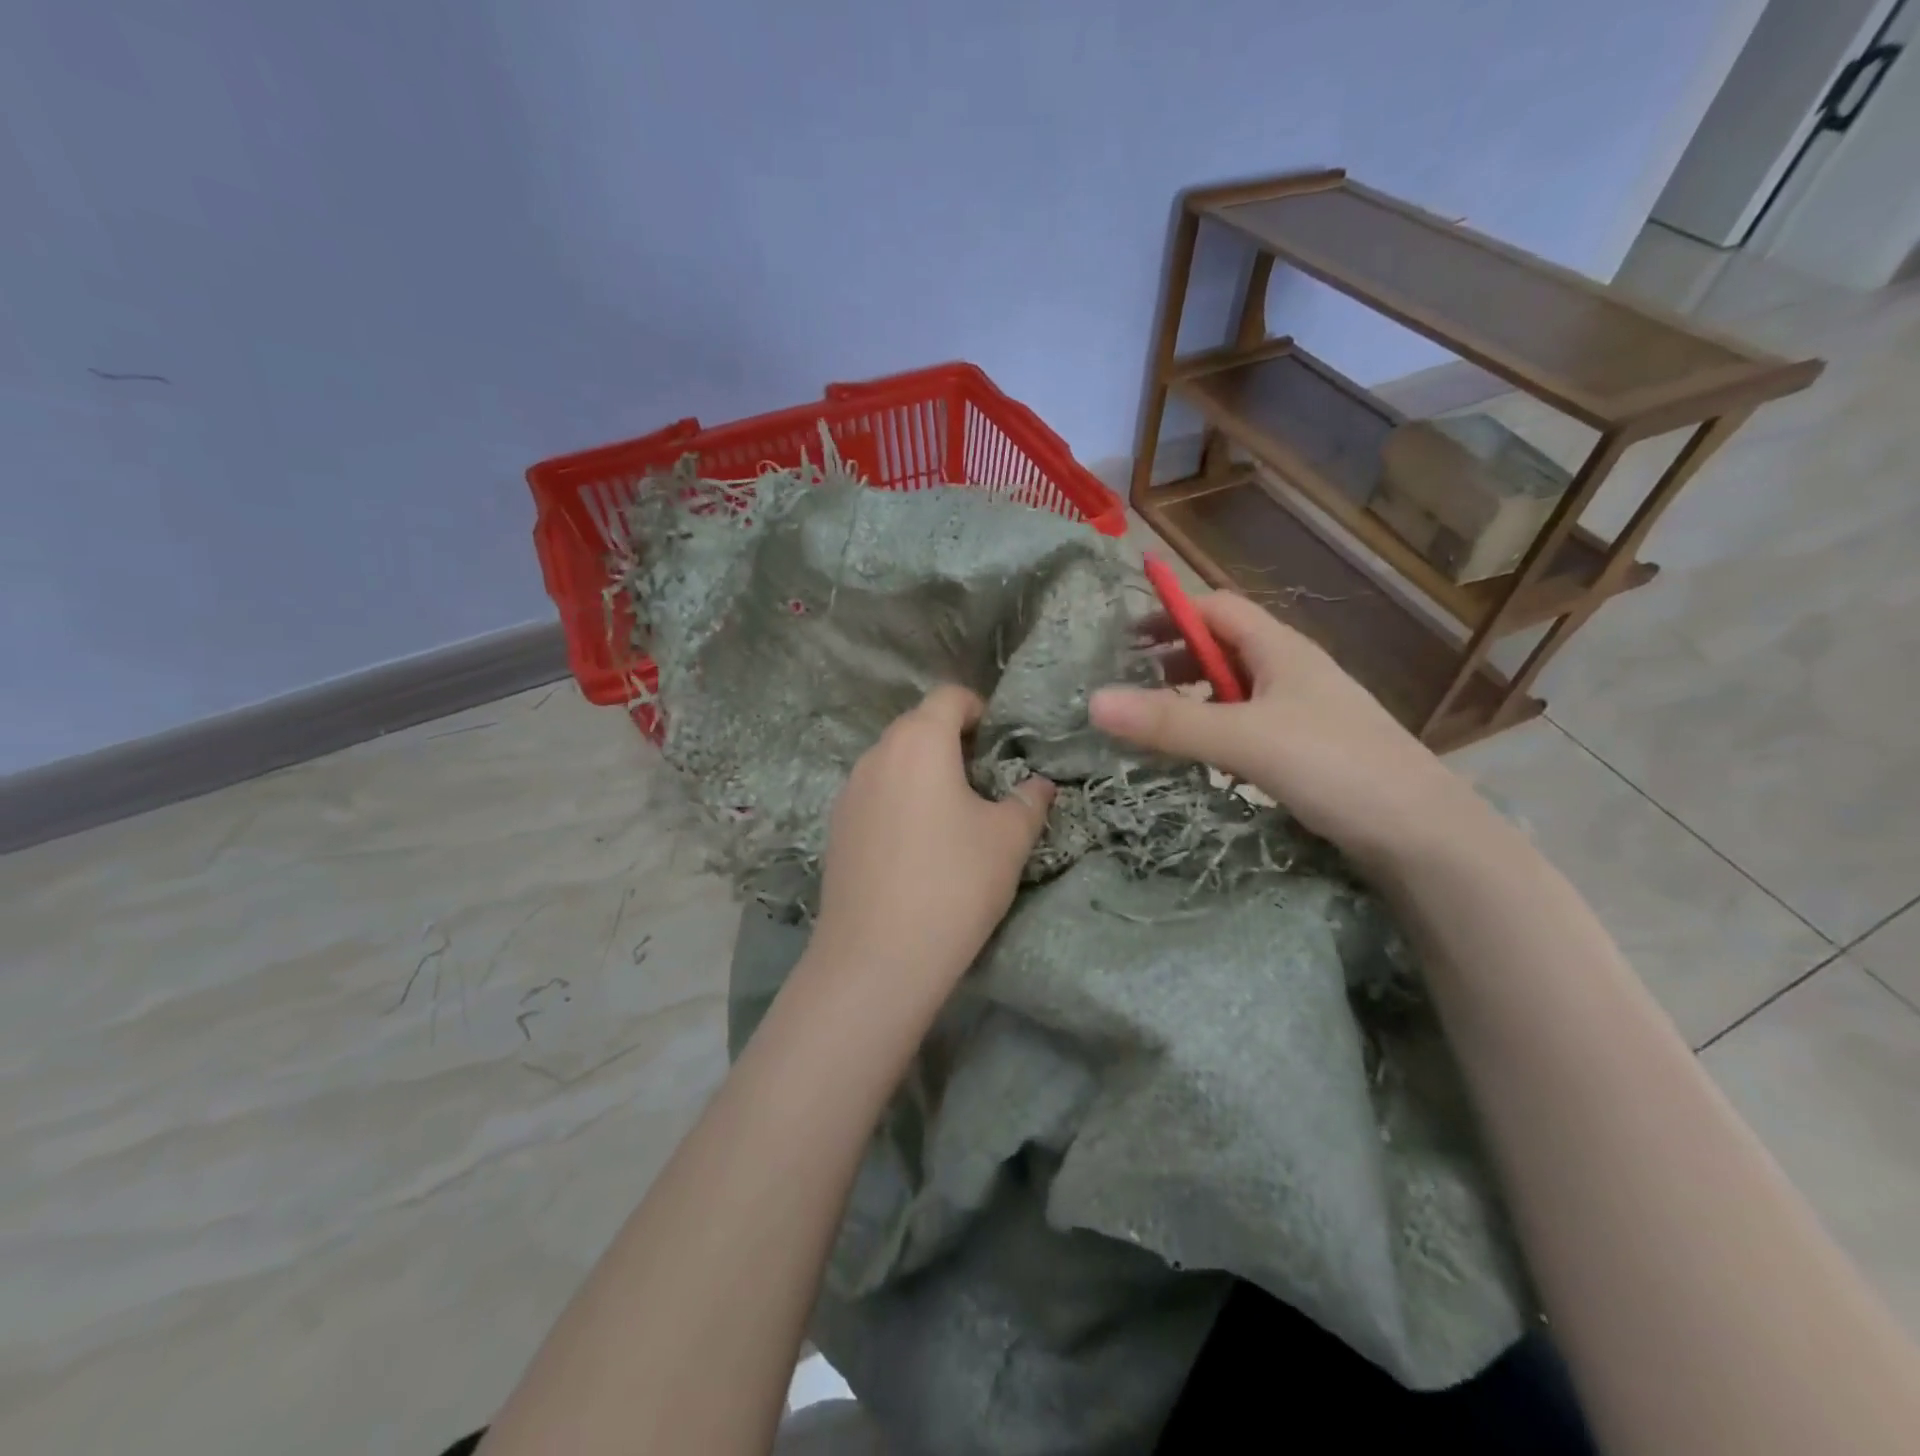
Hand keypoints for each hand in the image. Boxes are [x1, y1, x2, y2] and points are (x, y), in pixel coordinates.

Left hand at [809, 685, 1054, 991]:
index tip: (1000, 743)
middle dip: (952, 741)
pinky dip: (899, 800)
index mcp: (919, 742)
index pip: (949, 697)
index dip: (979, 709)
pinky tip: (916, 846)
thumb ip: (1029, 800)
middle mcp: (877, 754)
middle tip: (984, 781)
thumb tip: (1040, 784)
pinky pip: (875, 794)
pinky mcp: (836, 827)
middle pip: (918, 726)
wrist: (877, 957)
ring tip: (952, 815)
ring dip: (924, 772)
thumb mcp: (1008, 839)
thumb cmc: (954, 884)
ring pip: (893, 761)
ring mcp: (849, 791)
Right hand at [1090, 592, 1481, 865]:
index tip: (1123, 639)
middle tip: (1131, 685)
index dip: (1169, 613)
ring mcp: (1302, 711)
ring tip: (1155, 723)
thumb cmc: (1334, 766)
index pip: (1216, 608)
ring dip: (1193, 697)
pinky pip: (1248, 724)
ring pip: (1235, 689)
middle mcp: (1291, 671)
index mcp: (1280, 649)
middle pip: (1223, 646)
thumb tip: (1093, 701)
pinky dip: (1215, 730)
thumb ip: (1169, 722)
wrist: (1422, 834)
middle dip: (1174, 657)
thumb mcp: (1243, 739)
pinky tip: (1201, 756)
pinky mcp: (1307, 749)